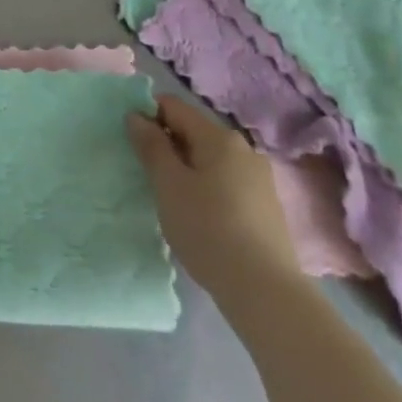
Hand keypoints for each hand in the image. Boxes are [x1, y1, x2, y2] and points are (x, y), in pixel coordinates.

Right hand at [127, 96, 299, 296]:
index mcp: (219, 136)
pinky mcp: (267, 207)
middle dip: (168, 146)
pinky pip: (227, 182)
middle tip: (150, 177)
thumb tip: (137, 115)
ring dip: (188, 170)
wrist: (267, 295)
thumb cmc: (209, 230)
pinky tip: (202, 219)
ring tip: (174, 201)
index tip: (133, 144)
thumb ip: (151, 145)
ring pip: (211, 159)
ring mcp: (260, 178)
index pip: (173, 106)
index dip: (148, 116)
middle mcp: (243, 148)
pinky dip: (208, 189)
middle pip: (194, 132)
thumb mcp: (168, 185)